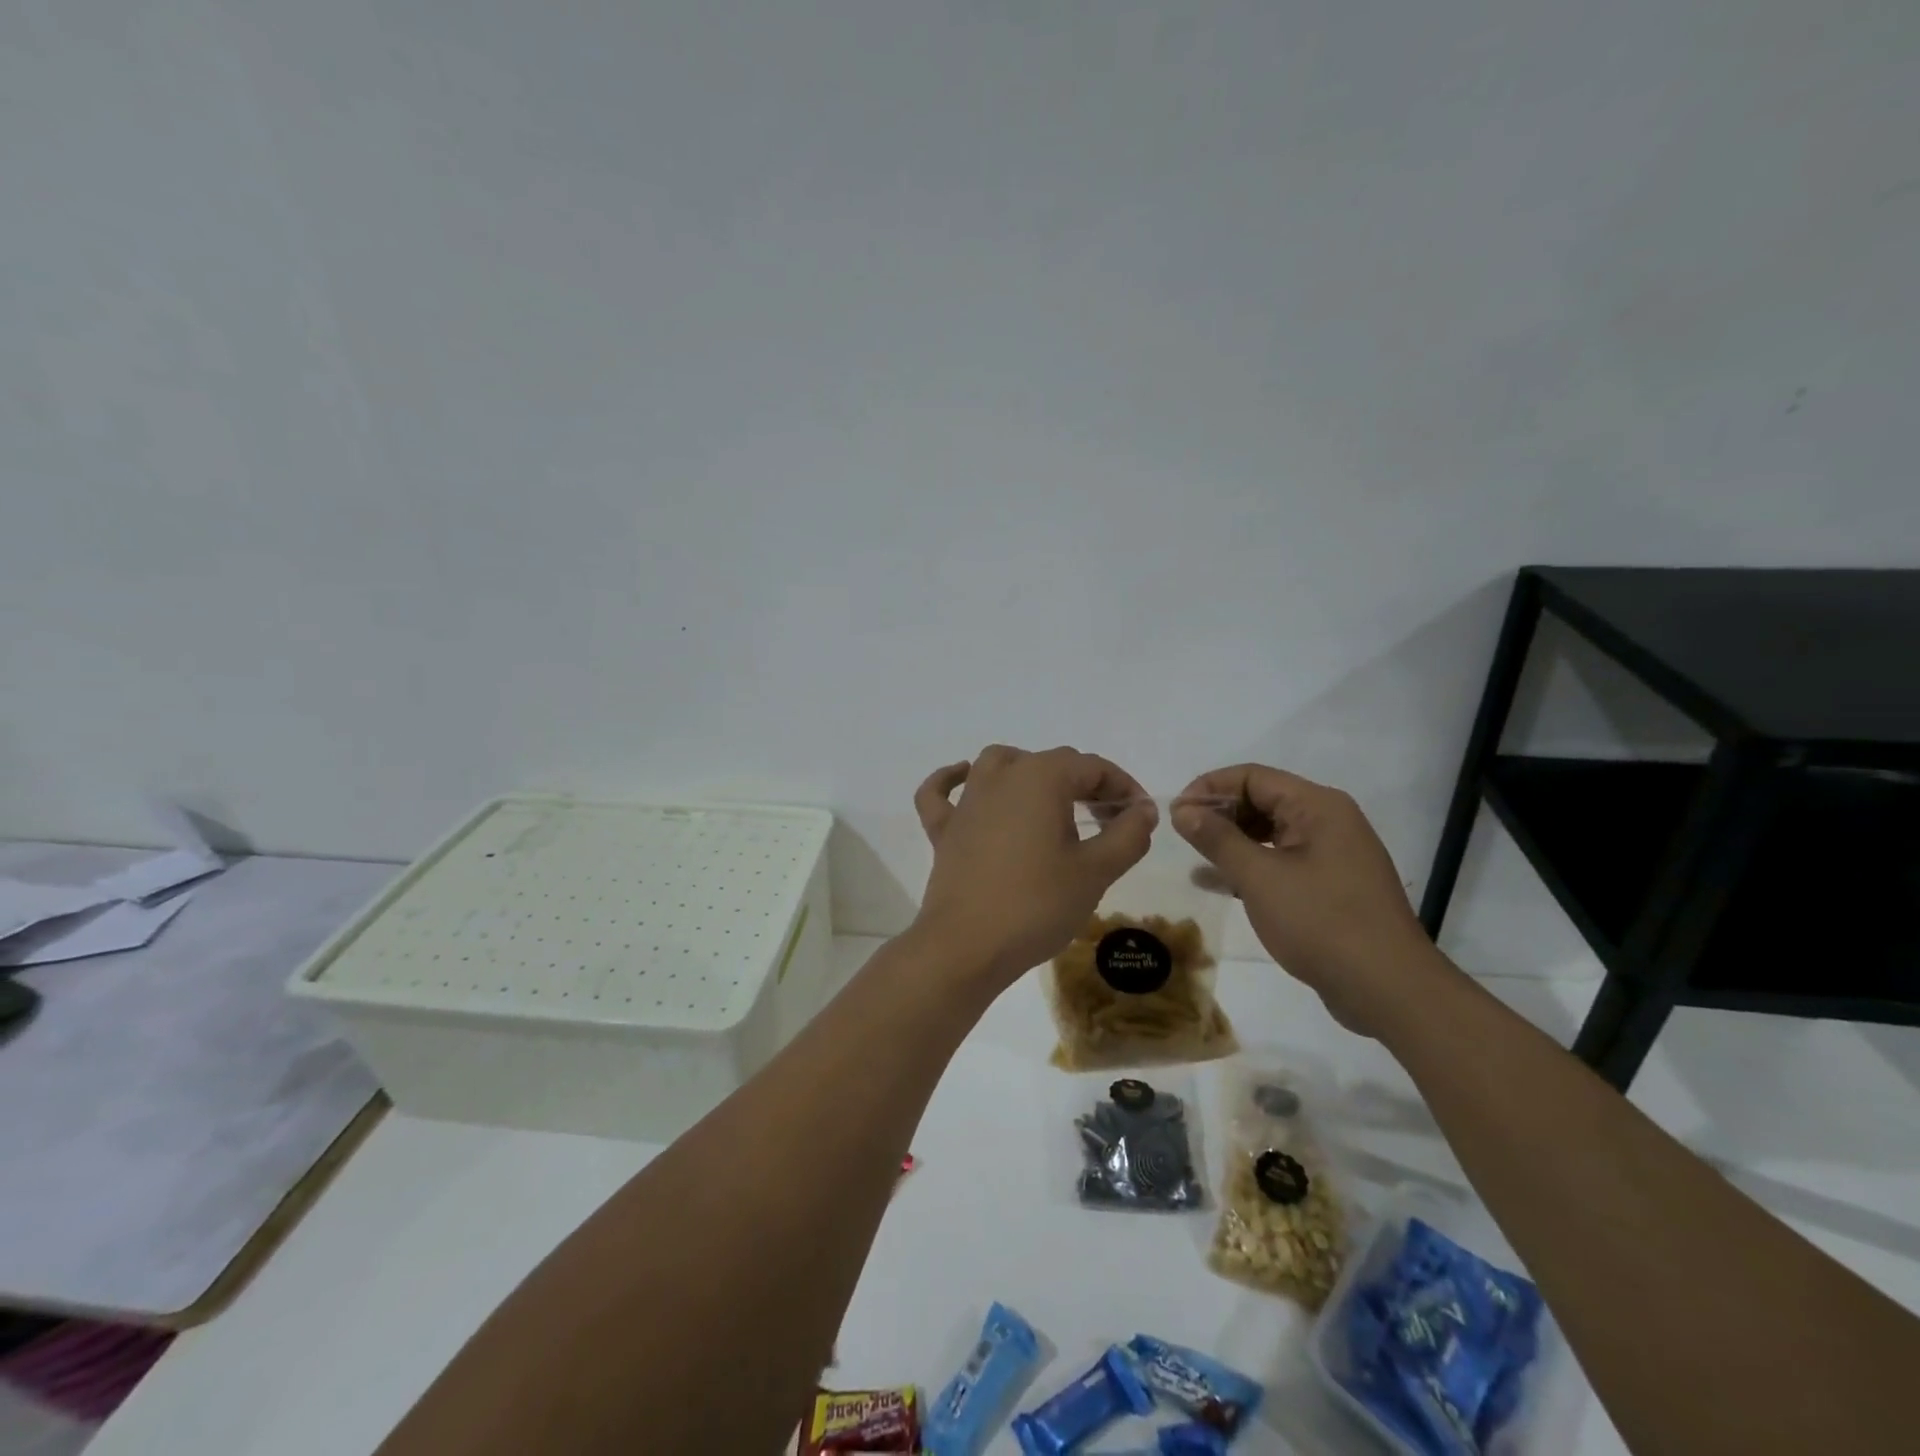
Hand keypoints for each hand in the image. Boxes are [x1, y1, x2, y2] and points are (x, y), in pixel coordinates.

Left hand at [912, 745, 1155, 985]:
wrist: (967, 946)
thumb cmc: (1037, 905)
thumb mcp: (1095, 871)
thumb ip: (1127, 835)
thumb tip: (1143, 809)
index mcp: (1041, 777)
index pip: (1092, 767)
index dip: (1123, 787)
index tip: (1140, 818)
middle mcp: (1001, 776)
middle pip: (1052, 763)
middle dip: (1086, 785)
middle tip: (1109, 821)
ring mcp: (967, 801)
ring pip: (999, 764)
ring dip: (1029, 772)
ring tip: (1051, 800)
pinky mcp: (944, 829)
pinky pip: (942, 793)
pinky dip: (952, 780)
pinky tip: (965, 781)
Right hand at [1172, 765, 1439, 1034]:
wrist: (1388, 989)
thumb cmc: (1321, 922)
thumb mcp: (1259, 877)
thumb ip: (1217, 839)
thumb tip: (1183, 810)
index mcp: (1318, 806)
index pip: (1252, 777)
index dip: (1209, 788)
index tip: (1176, 813)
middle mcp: (1329, 821)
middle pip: (1263, 800)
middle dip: (1220, 813)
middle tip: (1182, 836)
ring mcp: (1333, 855)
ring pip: (1271, 833)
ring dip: (1232, 840)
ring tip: (1195, 857)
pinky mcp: (1331, 886)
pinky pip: (1282, 861)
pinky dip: (1251, 865)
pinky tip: (1219, 882)